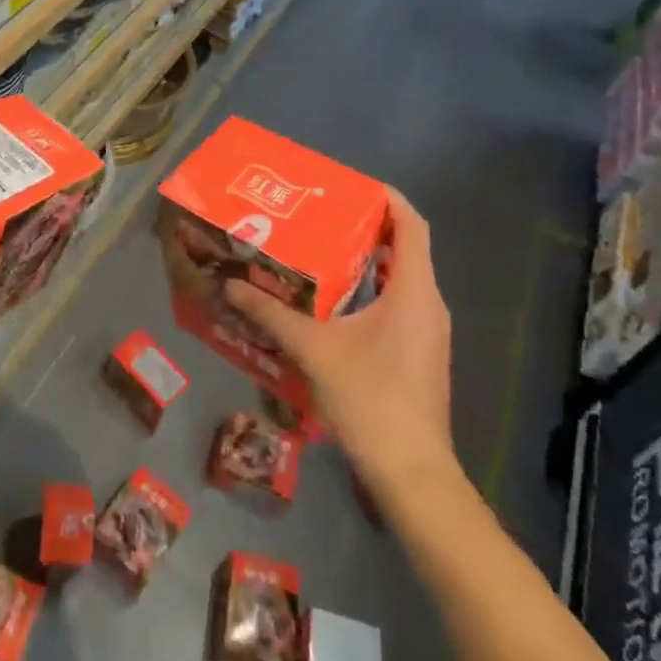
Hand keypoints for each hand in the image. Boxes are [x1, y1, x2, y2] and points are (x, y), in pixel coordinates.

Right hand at [225, 186, 455, 491]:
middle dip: (367, 228)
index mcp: (414, 292)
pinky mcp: (421, 355)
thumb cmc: (370, 399)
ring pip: (401, 280)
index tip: (352, 185)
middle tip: (321, 217)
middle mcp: (429, 305)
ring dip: (366, 263)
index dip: (388, 199)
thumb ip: (272, 314)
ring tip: (320, 253)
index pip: (412, 225)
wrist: (412, 475)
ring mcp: (429, 333)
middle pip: (406, 249)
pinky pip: (399, 306)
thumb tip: (232, 285)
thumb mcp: (314, 350)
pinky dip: (371, 292)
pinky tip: (333, 305)